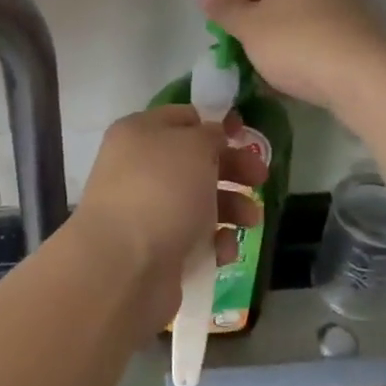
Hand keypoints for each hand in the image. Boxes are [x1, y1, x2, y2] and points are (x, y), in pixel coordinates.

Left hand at [71, 107, 266, 333]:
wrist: (125, 267)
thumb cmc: (162, 191)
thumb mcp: (194, 146)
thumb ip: (210, 135)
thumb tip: (212, 136)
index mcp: (139, 133)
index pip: (182, 119)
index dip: (215, 125)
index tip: (245, 137)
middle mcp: (138, 167)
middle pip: (194, 161)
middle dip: (232, 169)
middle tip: (261, 179)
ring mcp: (145, 210)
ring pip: (198, 201)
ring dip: (231, 208)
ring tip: (251, 221)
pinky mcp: (154, 249)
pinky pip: (192, 238)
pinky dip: (213, 242)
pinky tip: (223, 251)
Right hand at [200, 0, 385, 111]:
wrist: (364, 78)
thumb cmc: (297, 45)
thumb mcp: (249, 27)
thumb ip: (224, 7)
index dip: (221, 3)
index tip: (215, 34)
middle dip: (249, 24)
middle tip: (237, 54)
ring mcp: (340, 5)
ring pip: (292, 20)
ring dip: (273, 42)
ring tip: (262, 72)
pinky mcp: (355, 33)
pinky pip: (313, 39)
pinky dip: (298, 53)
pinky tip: (291, 77)